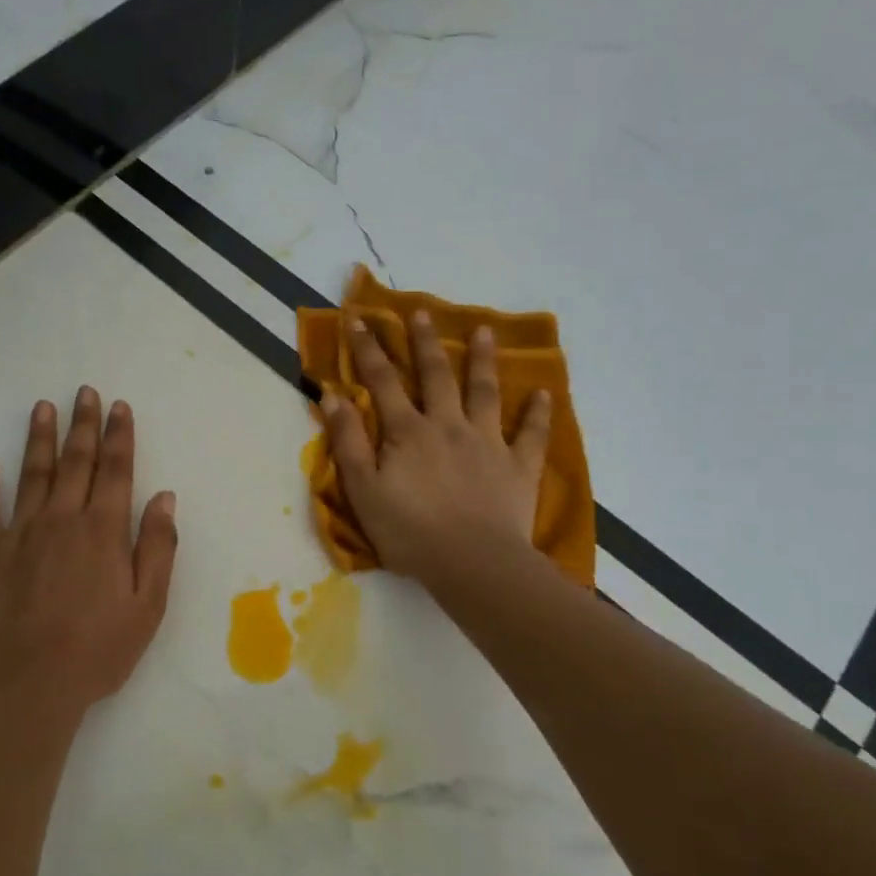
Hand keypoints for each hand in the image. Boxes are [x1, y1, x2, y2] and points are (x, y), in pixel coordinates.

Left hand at [0, 387, 178, 721]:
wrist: (30, 682)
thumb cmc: (99, 648)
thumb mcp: (148, 605)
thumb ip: (158, 547)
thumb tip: (165, 497)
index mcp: (103, 530)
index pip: (115, 470)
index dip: (119, 435)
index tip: (119, 406)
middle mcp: (62, 519)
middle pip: (75, 462)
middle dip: (83, 425)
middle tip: (84, 392)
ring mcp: (20, 534)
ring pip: (32, 474)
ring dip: (39, 439)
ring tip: (43, 407)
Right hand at [320, 313, 551, 590]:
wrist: (472, 563)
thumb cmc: (409, 531)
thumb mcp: (363, 490)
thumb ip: (348, 441)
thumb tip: (333, 396)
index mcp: (407, 431)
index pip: (382, 381)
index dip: (368, 348)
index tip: (359, 319)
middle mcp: (448, 425)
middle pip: (436, 375)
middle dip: (425, 342)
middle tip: (422, 311)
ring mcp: (487, 443)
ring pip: (485, 392)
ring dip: (482, 360)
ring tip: (484, 331)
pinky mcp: (518, 466)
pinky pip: (530, 434)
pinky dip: (537, 413)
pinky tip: (542, 393)